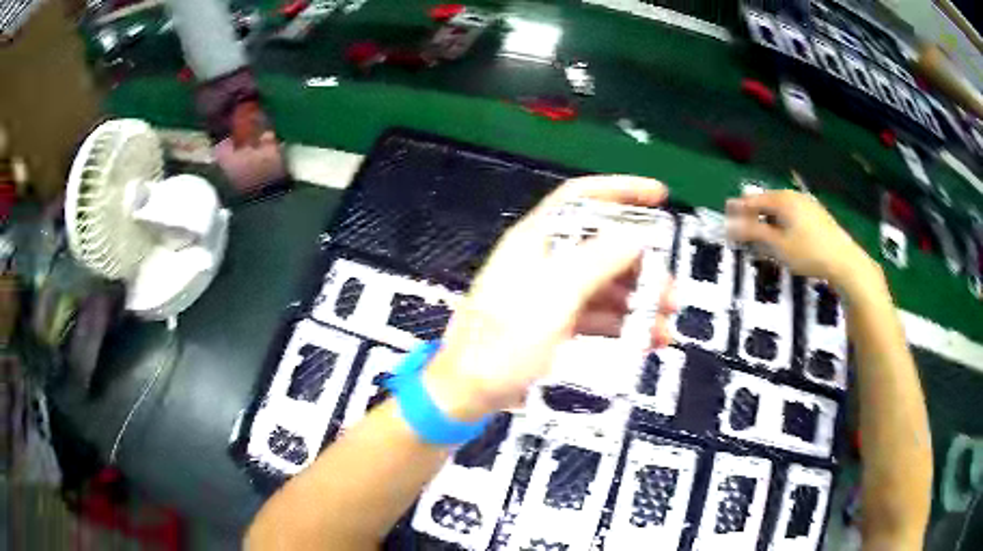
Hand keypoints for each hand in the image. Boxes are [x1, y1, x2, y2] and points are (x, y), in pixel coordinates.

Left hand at [425, 176, 676, 421]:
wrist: (467, 394)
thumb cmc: (503, 343)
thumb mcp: (553, 297)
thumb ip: (597, 261)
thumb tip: (638, 234)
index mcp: (536, 241)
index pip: (581, 198)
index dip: (621, 190)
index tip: (660, 195)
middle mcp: (545, 261)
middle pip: (603, 246)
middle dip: (643, 264)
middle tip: (671, 290)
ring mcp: (551, 295)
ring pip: (606, 285)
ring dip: (639, 300)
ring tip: (667, 323)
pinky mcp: (556, 324)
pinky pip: (598, 316)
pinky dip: (624, 325)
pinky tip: (649, 340)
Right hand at [726, 190, 879, 291]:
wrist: (844, 260)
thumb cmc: (808, 252)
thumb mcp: (778, 245)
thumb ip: (753, 232)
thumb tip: (729, 224)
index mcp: (782, 200)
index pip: (753, 200)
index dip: (738, 208)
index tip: (725, 215)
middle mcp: (793, 197)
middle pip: (767, 201)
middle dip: (752, 213)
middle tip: (740, 224)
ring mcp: (807, 204)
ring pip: (780, 208)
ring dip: (767, 218)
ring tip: (759, 231)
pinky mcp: (816, 215)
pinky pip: (791, 214)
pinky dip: (780, 222)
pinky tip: (782, 234)